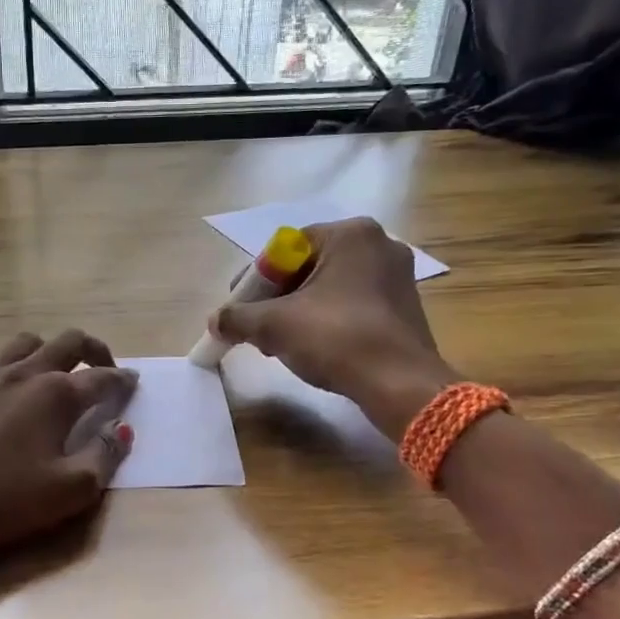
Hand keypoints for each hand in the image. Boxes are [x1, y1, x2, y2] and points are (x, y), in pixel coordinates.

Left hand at [0, 329, 136, 566]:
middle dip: (95, 350)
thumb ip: (104, 457)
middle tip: (106, 368)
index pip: (102, 377)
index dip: (122, 380)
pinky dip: (18, 364)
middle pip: (69, 343)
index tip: (134, 382)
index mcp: (57, 394)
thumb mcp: (69, 490)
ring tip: (59, 371)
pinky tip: (14, 389)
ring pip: (29, 342)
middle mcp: (26, 374)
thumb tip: (122, 431)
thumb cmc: (3, 498)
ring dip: (52, 349)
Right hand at [210, 217, 455, 438]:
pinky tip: (313, 347)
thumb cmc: (336, 339)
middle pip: (308, 267)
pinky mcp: (404, 307)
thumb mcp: (274, 326)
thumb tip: (215, 322)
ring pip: (330, 288)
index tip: (237, 307)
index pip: (286, 248)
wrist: (399, 384)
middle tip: (256, 326)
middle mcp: (379, 244)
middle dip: (276, 297)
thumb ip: (238, 318)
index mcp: (350, 234)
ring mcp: (397, 276)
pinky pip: (352, 304)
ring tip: (279, 342)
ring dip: (298, 311)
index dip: (255, 280)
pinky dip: (327, 320)